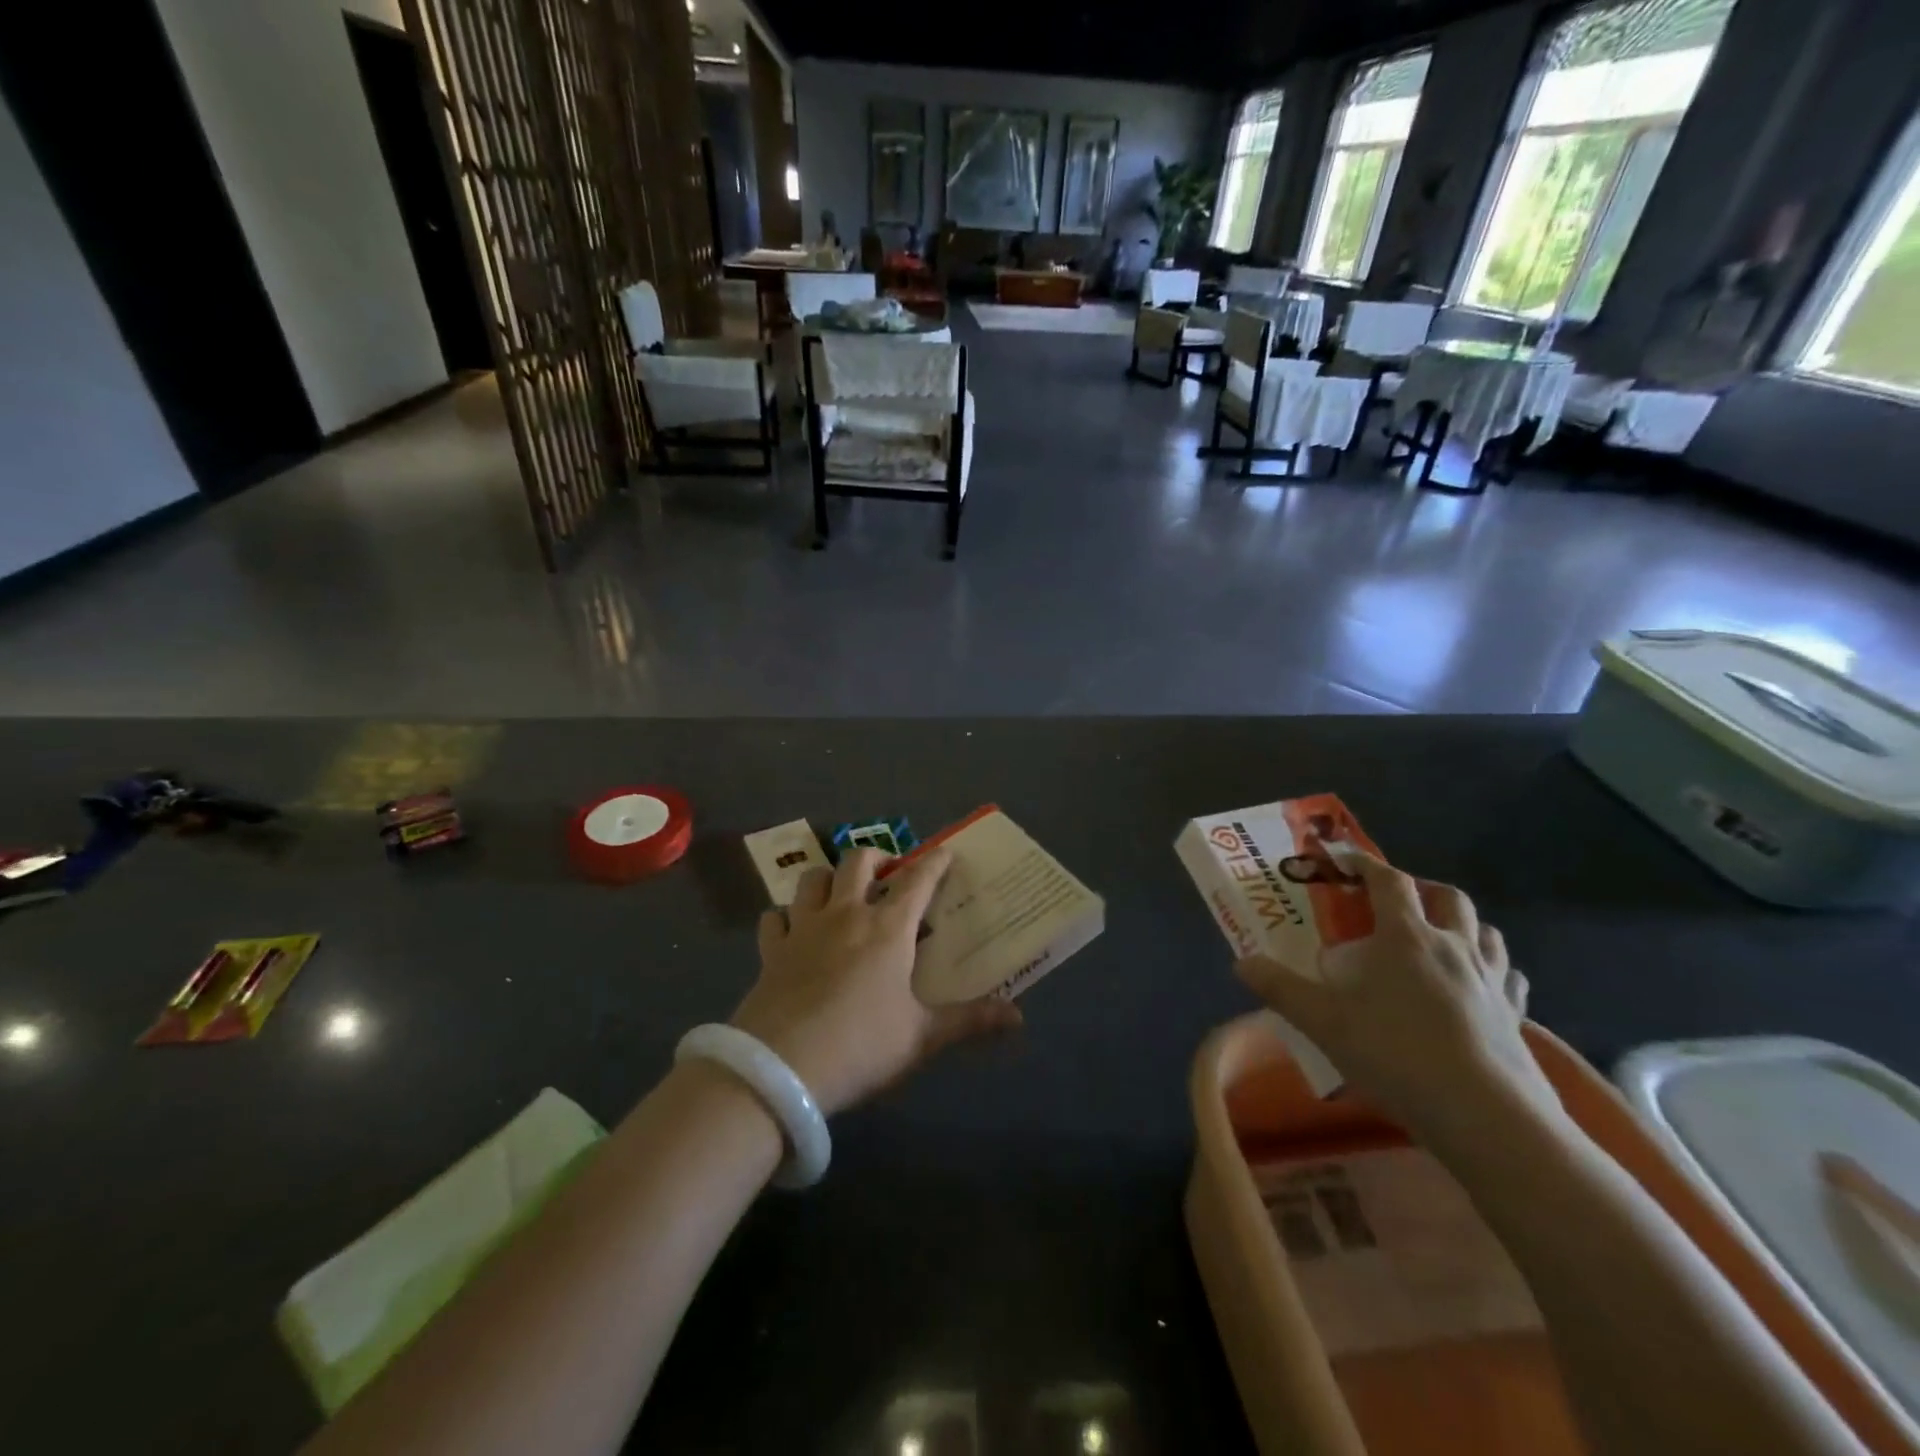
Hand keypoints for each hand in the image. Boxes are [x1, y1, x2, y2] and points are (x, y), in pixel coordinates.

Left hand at [729, 848, 1022, 1115]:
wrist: (780, 1071)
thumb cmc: (861, 1046)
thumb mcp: (921, 1037)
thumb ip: (969, 1021)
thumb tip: (1018, 1016)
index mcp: (887, 929)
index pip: (917, 880)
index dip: (935, 861)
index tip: (945, 852)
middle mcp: (845, 915)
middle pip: (858, 861)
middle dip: (877, 857)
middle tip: (888, 873)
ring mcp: (803, 928)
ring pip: (812, 879)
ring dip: (829, 878)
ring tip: (840, 893)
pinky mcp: (772, 950)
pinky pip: (775, 918)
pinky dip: (785, 917)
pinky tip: (792, 930)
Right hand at [1235, 852, 1560, 1148]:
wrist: (1485, 1115)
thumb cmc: (1396, 1054)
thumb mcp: (1323, 1021)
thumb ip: (1279, 988)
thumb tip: (1242, 963)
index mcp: (1406, 937)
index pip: (1388, 881)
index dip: (1365, 864)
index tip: (1344, 859)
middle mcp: (1453, 946)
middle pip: (1447, 897)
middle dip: (1421, 889)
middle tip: (1396, 902)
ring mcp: (1492, 980)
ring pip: (1486, 931)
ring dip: (1463, 924)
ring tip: (1440, 938)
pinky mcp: (1517, 1016)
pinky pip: (1510, 977)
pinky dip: (1495, 970)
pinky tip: (1481, 986)